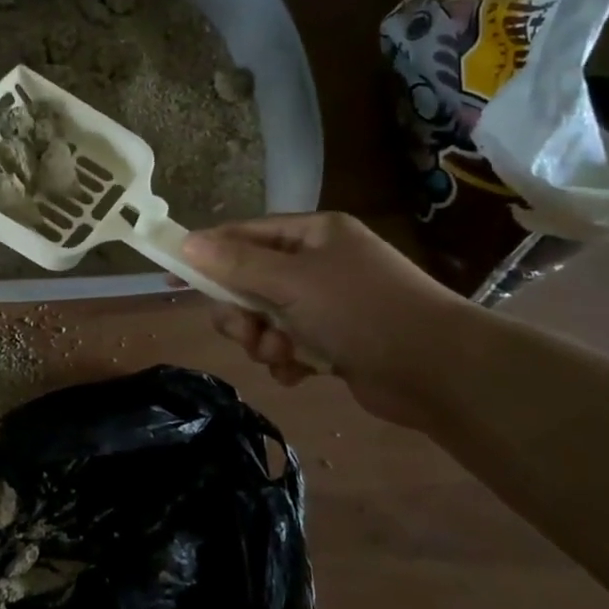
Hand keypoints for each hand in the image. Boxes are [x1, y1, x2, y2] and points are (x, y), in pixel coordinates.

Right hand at [180, 212, 473, 427]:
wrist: (437, 370)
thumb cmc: (361, 310)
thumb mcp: (292, 281)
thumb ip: (236, 263)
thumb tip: (186, 242)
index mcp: (314, 235)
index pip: (246, 235)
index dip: (207, 254)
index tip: (171, 275)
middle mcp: (320, 264)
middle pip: (251, 282)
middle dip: (242, 312)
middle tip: (246, 331)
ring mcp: (329, 305)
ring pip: (266, 319)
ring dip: (264, 341)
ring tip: (282, 356)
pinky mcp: (336, 342)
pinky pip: (289, 346)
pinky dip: (287, 360)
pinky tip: (298, 373)